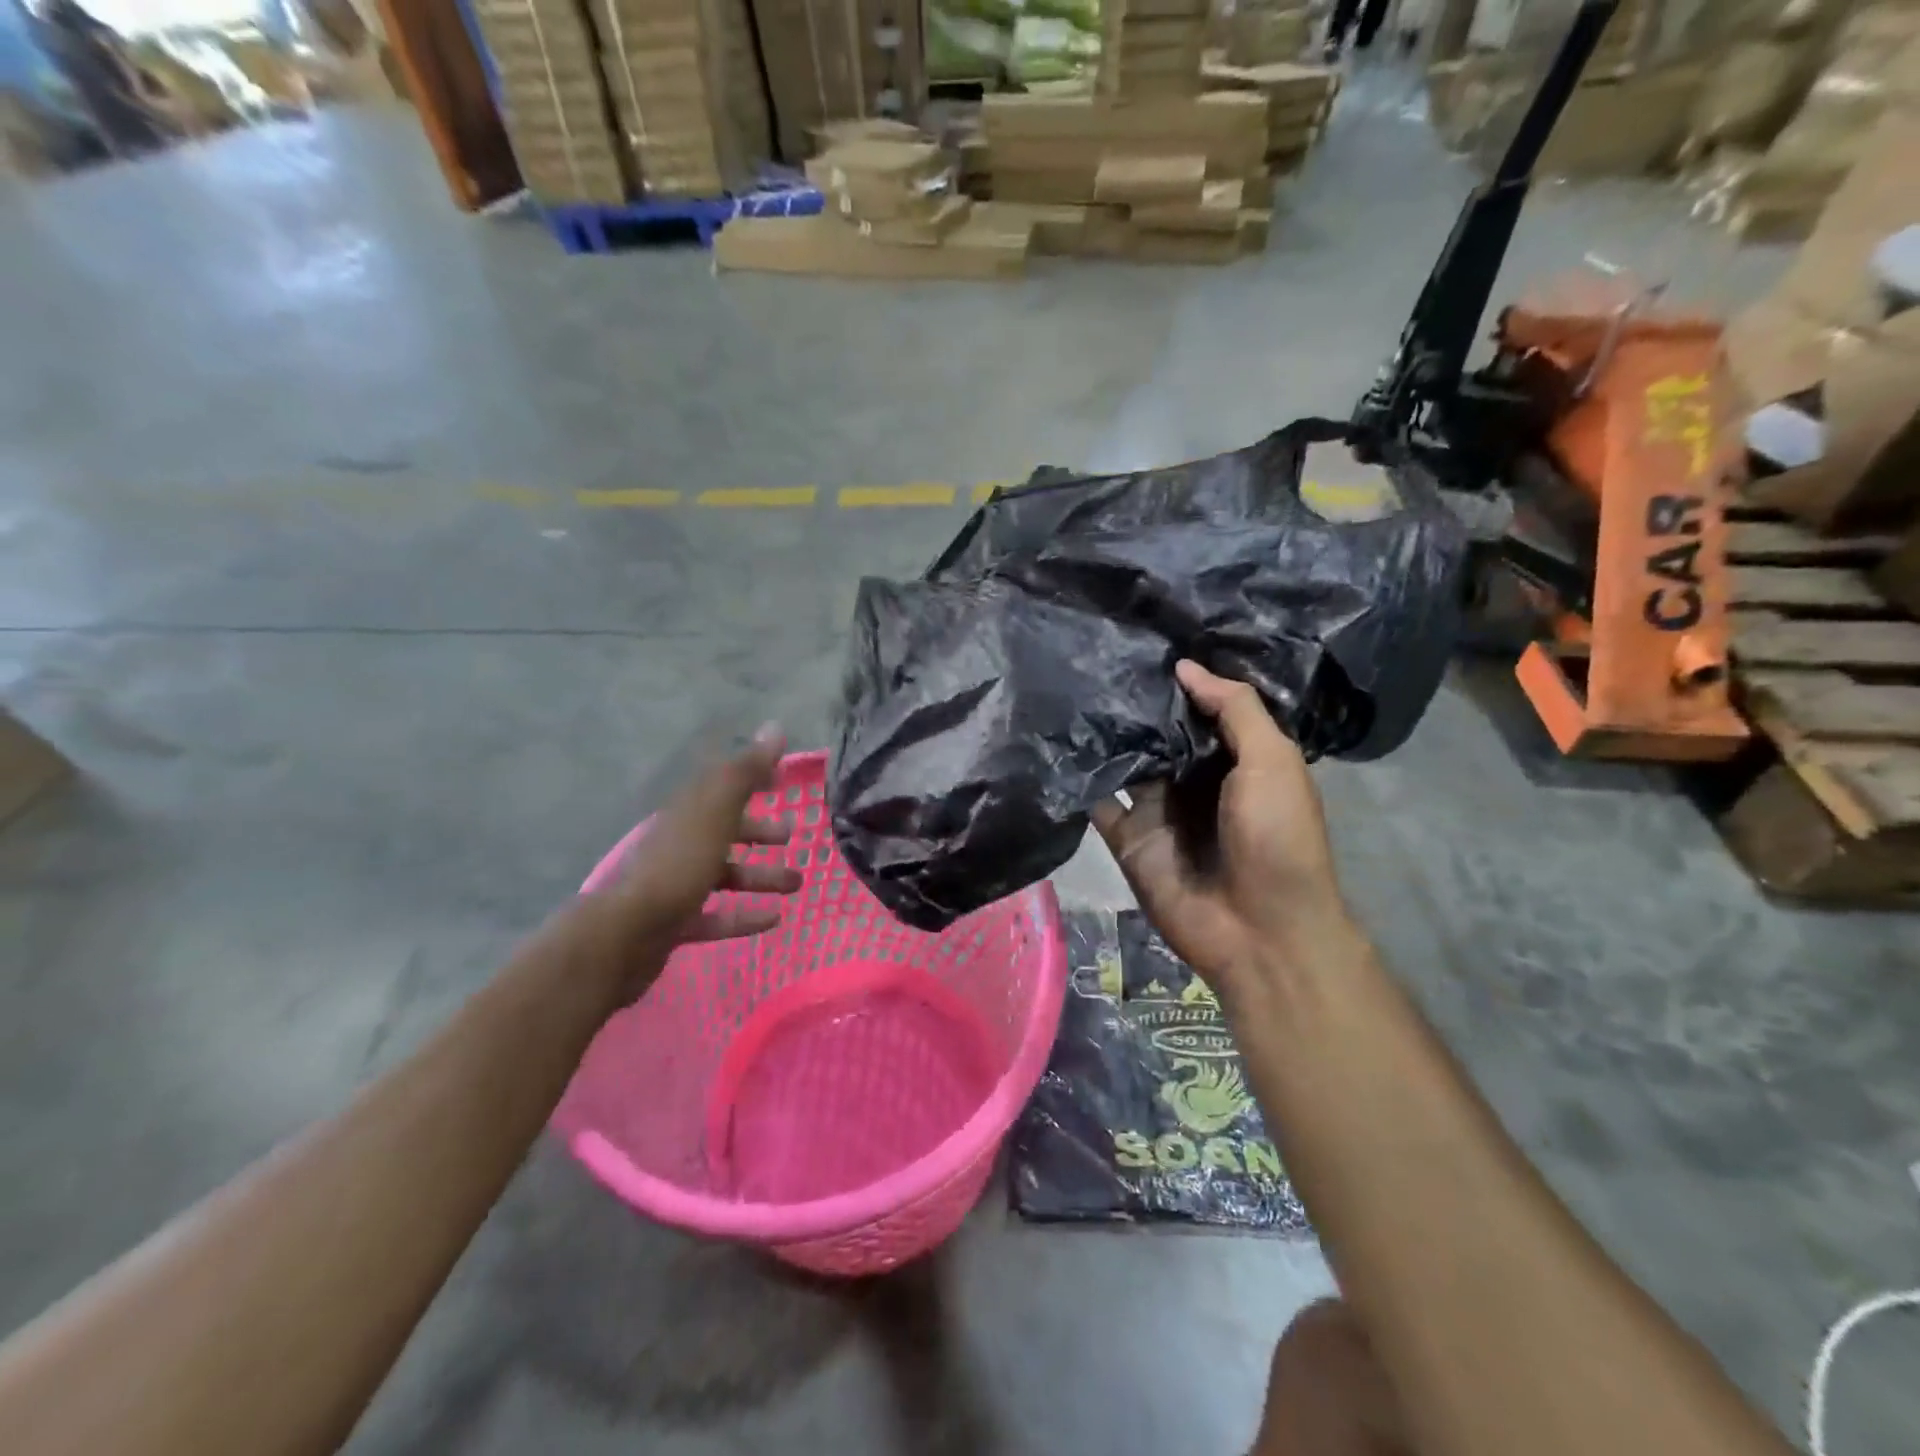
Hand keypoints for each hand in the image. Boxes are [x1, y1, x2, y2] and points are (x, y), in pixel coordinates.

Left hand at [588, 726, 802, 999]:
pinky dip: (744, 916)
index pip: (723, 786)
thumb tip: (775, 727)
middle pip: (724, 831)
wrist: (625, 934)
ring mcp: (675, 884)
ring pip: (724, 875)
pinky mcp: (675, 922)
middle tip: (792, 835)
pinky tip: (774, 919)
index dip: (753, 779)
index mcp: (688, 813)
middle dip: (760, 832)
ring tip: (796, 884)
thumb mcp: (717, 811)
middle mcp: (680, 844)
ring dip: (761, 876)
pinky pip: (716, 916)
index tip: (784, 780)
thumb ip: (747, 772)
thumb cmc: (678, 865)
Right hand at [1092, 661, 1354, 991]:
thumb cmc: (1277, 838)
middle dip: (1134, 700)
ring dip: (1103, 733)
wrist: (1259, 932)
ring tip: (1069, 687)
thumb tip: (1185, 667)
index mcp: (1235, 759)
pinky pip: (1099, 800)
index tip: (1143, 640)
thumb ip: (1235, 709)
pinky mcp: (1126, 837)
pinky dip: (1081, 777)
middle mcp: (1194, 779)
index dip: (1179, 679)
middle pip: (1158, 732)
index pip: (1201, 709)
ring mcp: (1158, 809)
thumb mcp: (1272, 761)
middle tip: (1093, 654)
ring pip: (1125, 760)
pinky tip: (1058, 741)